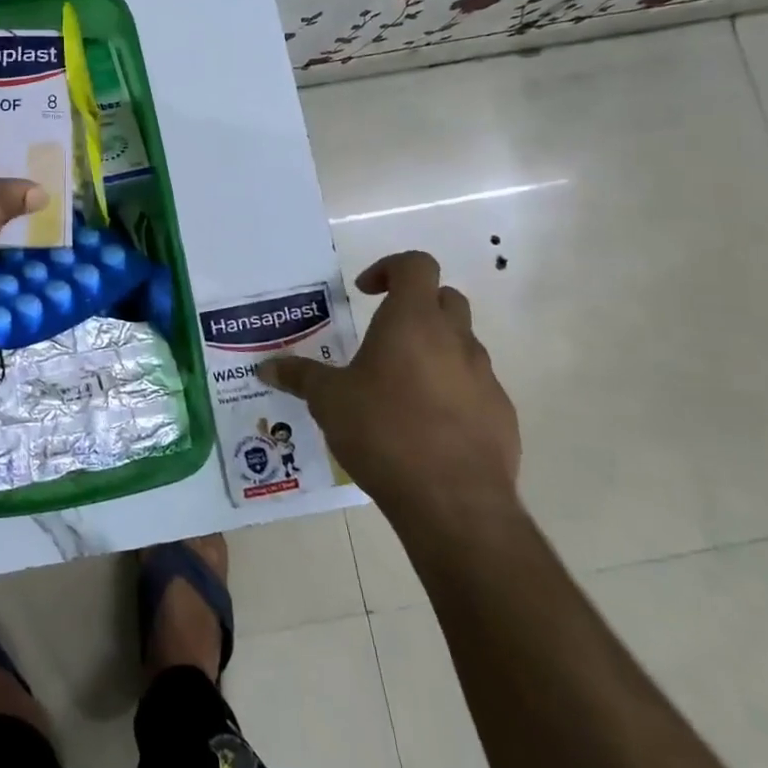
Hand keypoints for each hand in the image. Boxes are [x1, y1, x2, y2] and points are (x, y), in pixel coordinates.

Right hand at [258, 252, 519, 528]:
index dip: (390, 268)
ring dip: (433, 351)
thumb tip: (265, 367)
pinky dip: (452, 391)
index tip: (365, 292)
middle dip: (415, 306)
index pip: (416, 265)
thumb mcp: (328, 401)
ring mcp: (485, 377)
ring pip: (462, 344)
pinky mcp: (501, 415)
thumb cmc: (384, 431)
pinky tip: (426, 426)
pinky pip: (475, 387)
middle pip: (445, 299)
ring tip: (399, 387)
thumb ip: (299, 377)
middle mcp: (455, 339)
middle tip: (383, 334)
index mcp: (413, 321)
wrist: (454, 502)